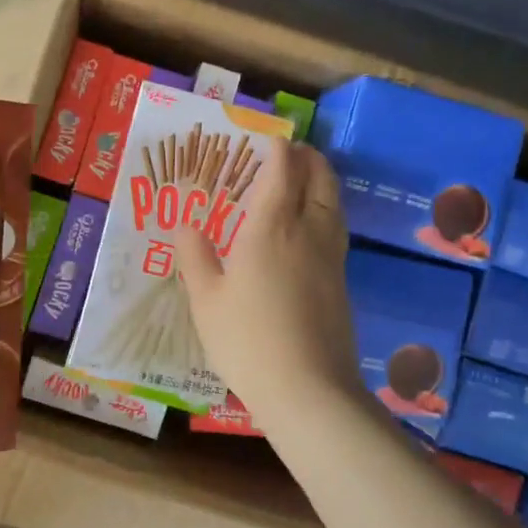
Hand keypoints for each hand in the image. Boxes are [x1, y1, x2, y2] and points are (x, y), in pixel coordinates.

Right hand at [175, 141, 362, 430]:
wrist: (308, 390)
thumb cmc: (247, 340)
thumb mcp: (207, 301)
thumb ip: (196, 258)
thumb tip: (185, 225)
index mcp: (271, 228)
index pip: (282, 172)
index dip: (279, 150)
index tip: (270, 138)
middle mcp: (308, 232)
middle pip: (321, 180)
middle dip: (309, 158)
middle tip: (292, 152)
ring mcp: (331, 258)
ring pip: (335, 204)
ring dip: (322, 183)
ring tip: (304, 182)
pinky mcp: (342, 282)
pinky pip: (336, 229)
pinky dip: (326, 212)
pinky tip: (310, 230)